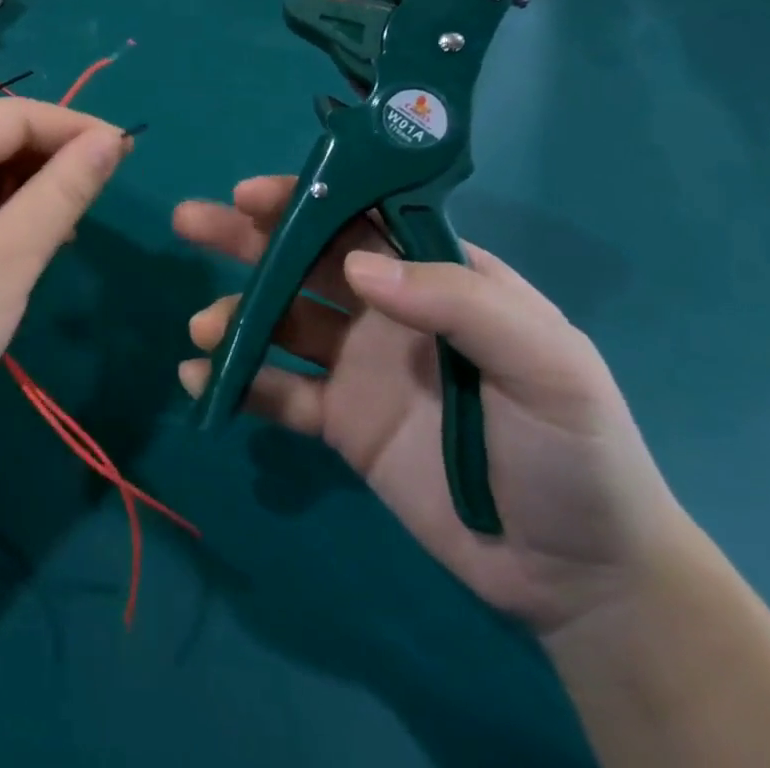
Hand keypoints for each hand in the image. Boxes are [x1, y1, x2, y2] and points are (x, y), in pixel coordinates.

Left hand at [0, 99, 129, 466]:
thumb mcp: (12, 255)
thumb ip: (64, 190)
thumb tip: (111, 139)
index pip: (13, 115)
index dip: (73, 127)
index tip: (125, 151)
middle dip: (51, 157)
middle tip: (102, 188)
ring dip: (30, 186)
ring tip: (69, 222)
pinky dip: (3, 210)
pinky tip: (30, 238)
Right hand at [174, 176, 690, 635]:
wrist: (579, 576)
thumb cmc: (574, 450)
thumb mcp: (544, 364)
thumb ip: (458, 302)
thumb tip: (356, 265)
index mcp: (435, 276)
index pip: (360, 217)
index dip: (304, 198)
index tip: (249, 193)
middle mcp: (388, 309)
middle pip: (306, 259)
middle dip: (247, 238)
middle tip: (190, 221)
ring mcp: (358, 364)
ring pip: (282, 320)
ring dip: (237, 314)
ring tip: (205, 330)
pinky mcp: (340, 421)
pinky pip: (280, 392)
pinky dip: (239, 383)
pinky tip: (202, 381)